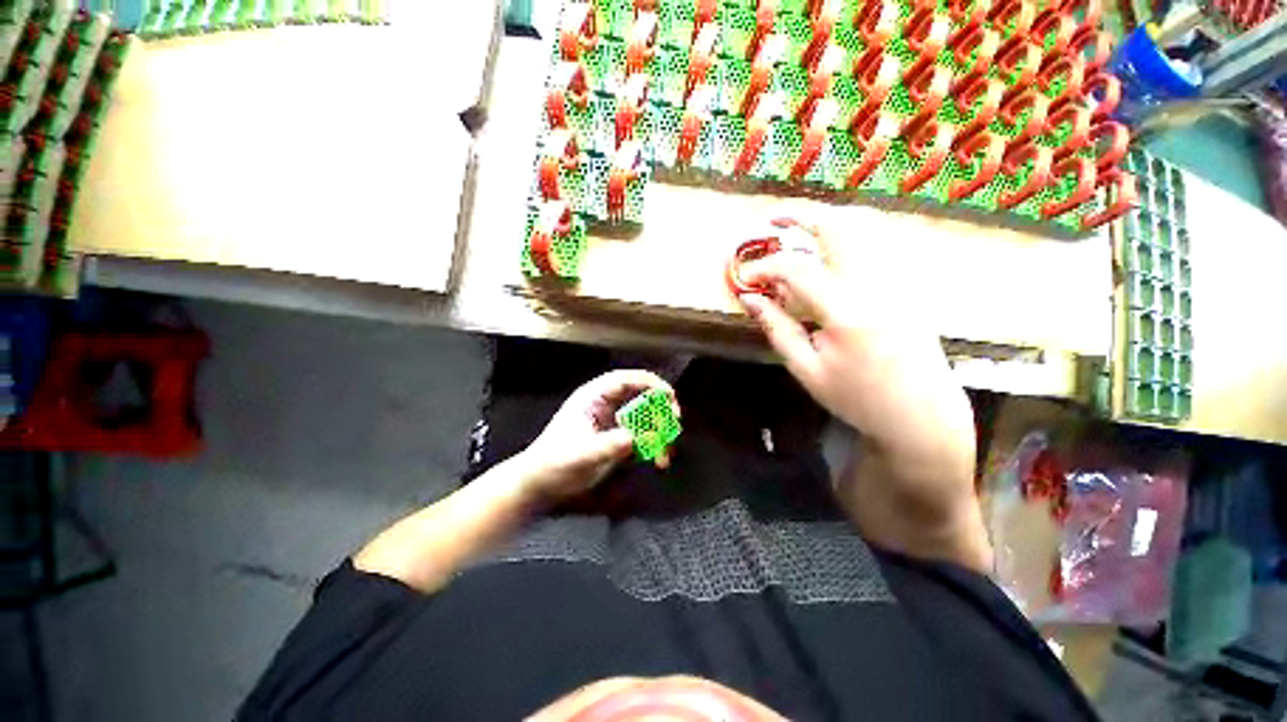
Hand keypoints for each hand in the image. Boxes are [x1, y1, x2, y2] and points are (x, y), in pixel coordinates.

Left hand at [516, 370, 679, 501]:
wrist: (541, 485)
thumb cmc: (554, 464)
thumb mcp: (580, 454)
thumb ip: (608, 445)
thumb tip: (635, 438)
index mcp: (593, 397)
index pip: (624, 380)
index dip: (648, 383)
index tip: (668, 395)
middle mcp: (606, 405)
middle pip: (640, 396)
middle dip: (660, 407)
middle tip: (675, 420)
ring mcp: (612, 423)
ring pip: (644, 417)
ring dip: (659, 430)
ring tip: (666, 451)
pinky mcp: (617, 440)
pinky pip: (642, 436)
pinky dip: (654, 446)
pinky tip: (658, 461)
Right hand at [735, 219, 970, 460]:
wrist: (922, 414)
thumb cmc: (858, 398)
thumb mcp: (806, 369)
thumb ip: (777, 328)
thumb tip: (750, 297)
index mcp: (847, 311)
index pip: (797, 269)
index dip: (766, 267)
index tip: (746, 275)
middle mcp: (877, 284)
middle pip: (839, 228)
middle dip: (802, 217)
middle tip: (774, 220)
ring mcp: (898, 280)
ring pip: (864, 229)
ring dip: (827, 221)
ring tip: (799, 228)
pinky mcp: (907, 285)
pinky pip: (876, 244)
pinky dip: (848, 236)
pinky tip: (830, 249)